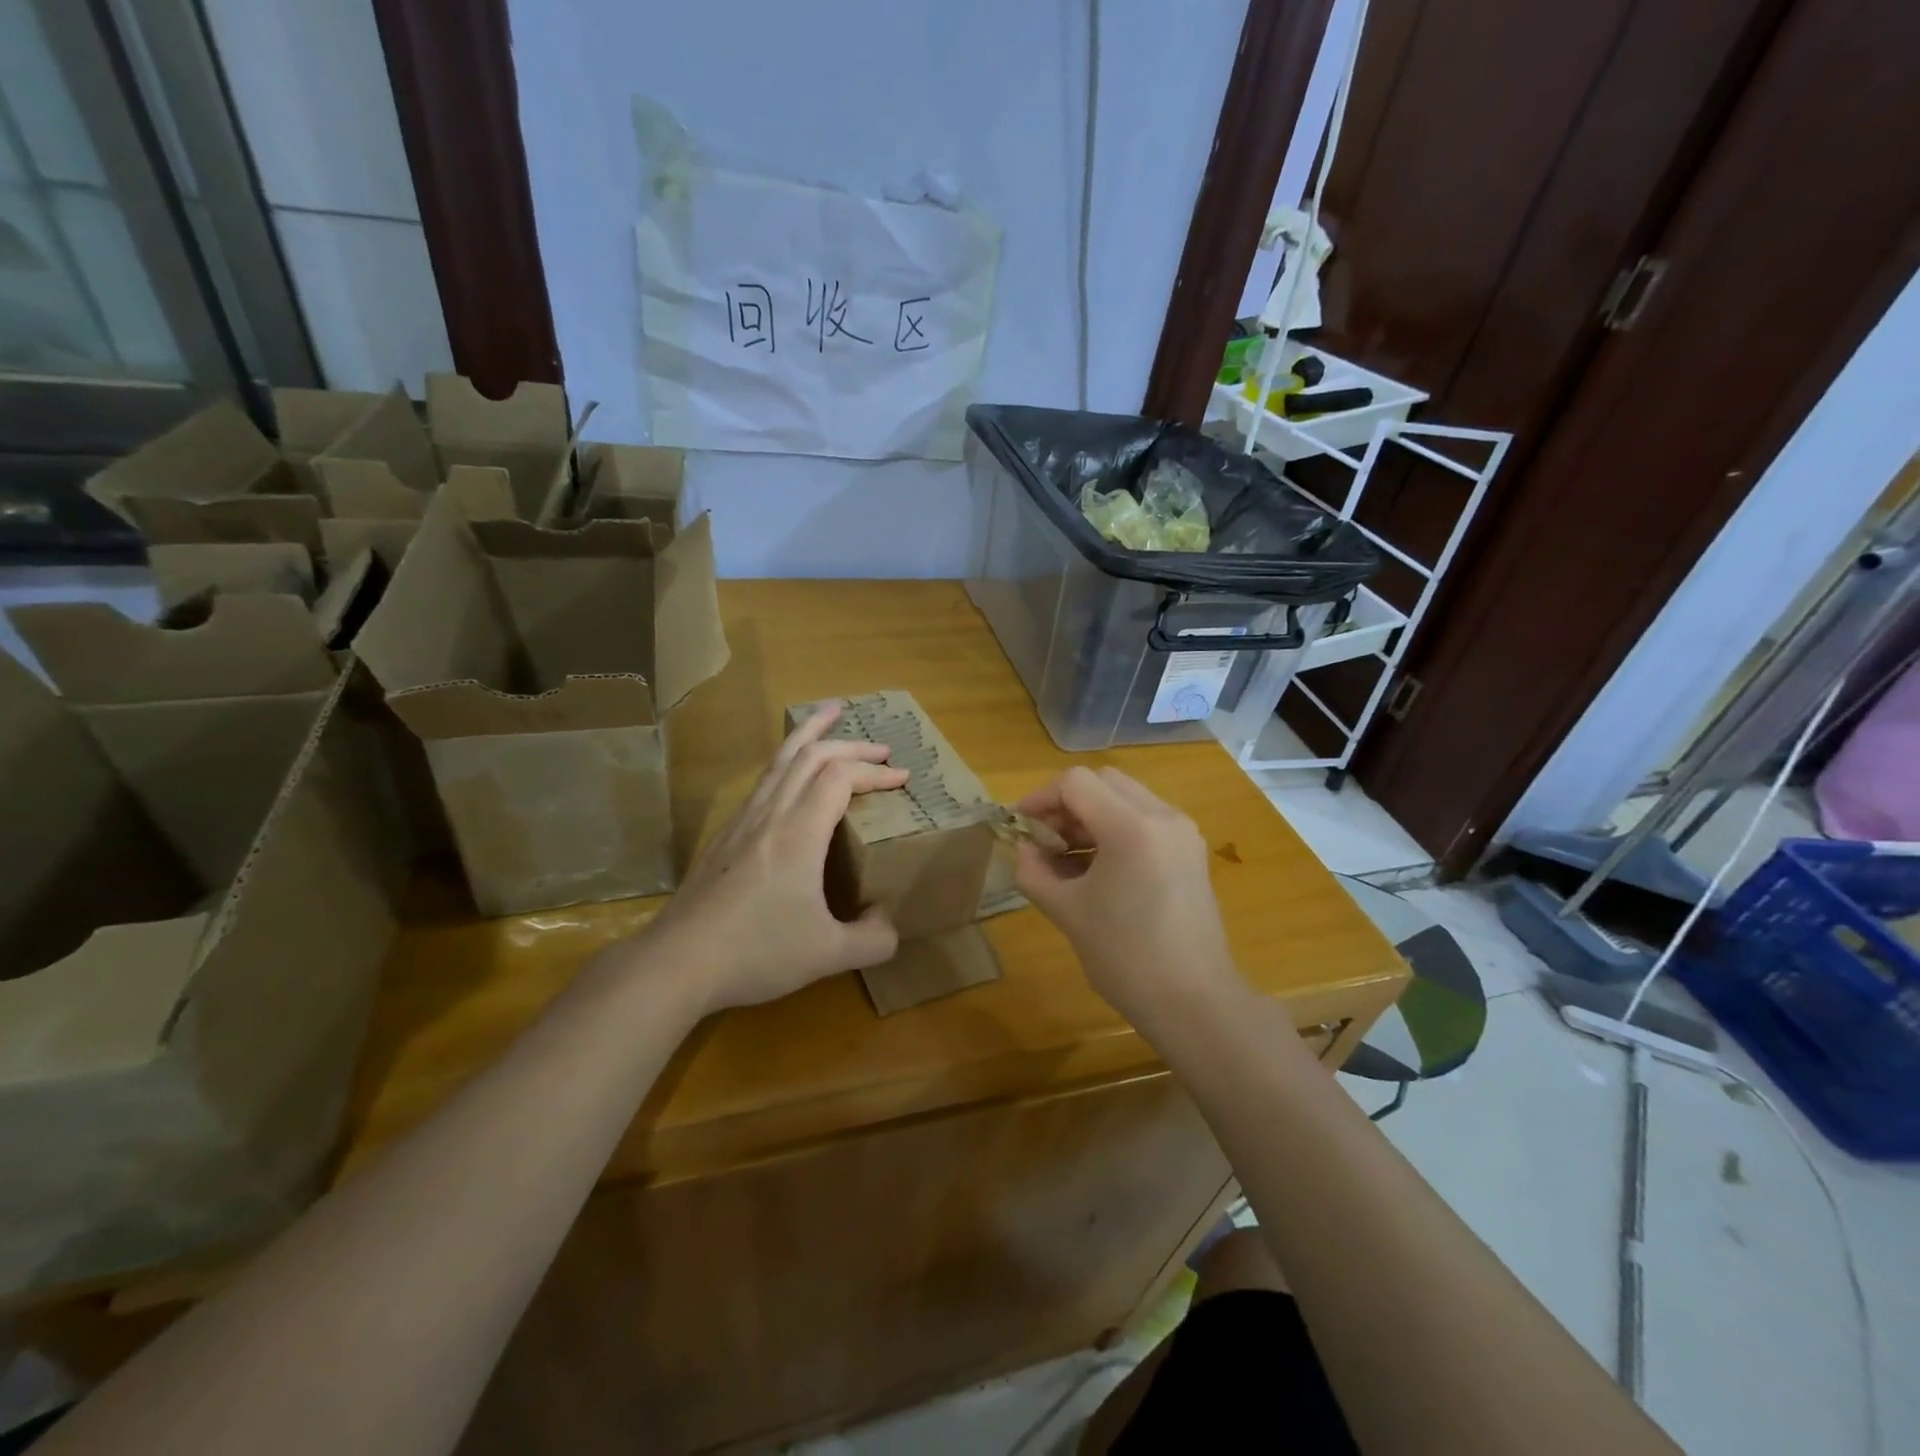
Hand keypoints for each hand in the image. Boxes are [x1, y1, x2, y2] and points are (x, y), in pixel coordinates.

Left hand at [639, 703, 907, 1012]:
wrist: (677, 962)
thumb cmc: (757, 953)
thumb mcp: (829, 955)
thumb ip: (873, 941)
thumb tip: (889, 926)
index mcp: (799, 832)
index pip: (841, 777)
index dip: (875, 771)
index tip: (902, 777)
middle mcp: (771, 814)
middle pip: (810, 755)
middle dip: (850, 744)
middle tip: (880, 747)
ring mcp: (742, 821)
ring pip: (779, 760)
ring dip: (809, 735)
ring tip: (828, 716)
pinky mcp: (724, 836)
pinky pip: (763, 781)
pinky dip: (787, 762)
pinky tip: (791, 777)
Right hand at [1013, 767, 1239, 1026]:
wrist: (1194, 1002)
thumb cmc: (1125, 958)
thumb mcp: (1066, 913)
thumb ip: (1034, 872)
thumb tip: (1024, 848)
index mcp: (1132, 827)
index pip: (1076, 783)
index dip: (1040, 798)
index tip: (1021, 826)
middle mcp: (1163, 816)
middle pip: (1103, 782)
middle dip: (1067, 803)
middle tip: (1046, 840)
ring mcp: (1182, 832)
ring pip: (1126, 797)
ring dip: (1091, 814)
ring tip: (1068, 857)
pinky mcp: (1191, 851)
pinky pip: (1145, 819)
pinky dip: (1116, 828)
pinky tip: (1099, 868)